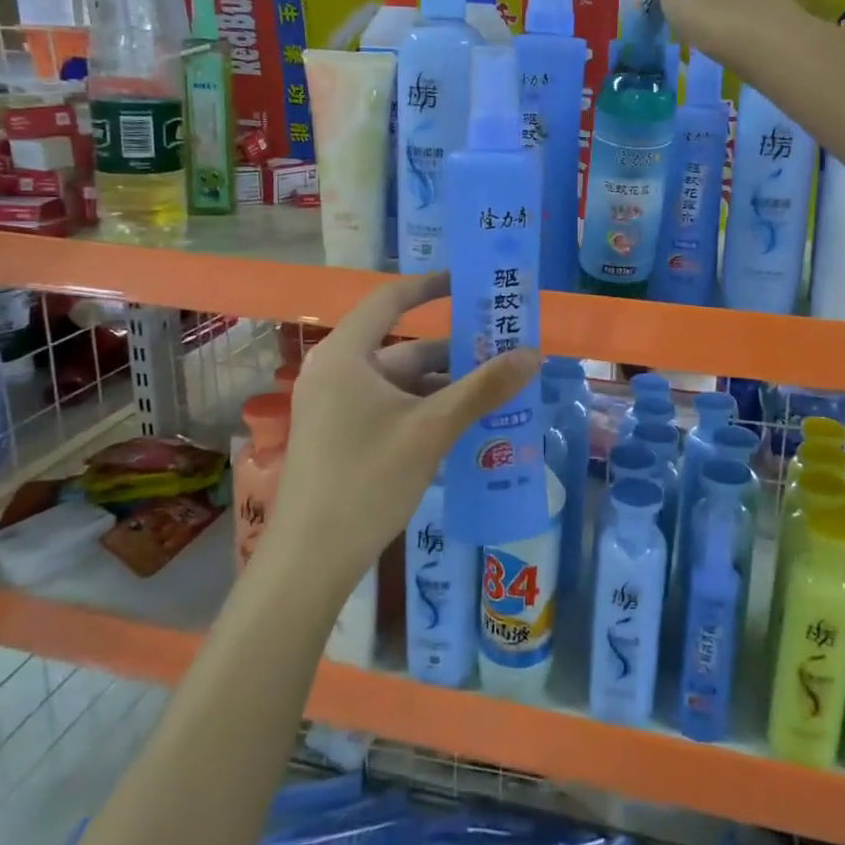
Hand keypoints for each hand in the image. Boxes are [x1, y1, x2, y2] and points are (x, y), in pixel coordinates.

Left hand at [266, 272, 539, 588]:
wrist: (311, 560)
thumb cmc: (367, 479)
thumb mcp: (432, 429)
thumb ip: (483, 389)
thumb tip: (533, 353)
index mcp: (346, 356)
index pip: (390, 300)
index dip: (430, 287)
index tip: (469, 284)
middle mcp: (336, 373)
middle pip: (403, 348)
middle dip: (454, 353)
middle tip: (503, 352)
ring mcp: (336, 408)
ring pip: (400, 383)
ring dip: (445, 387)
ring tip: (497, 392)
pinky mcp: (341, 437)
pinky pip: (391, 408)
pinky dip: (426, 410)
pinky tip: (464, 426)